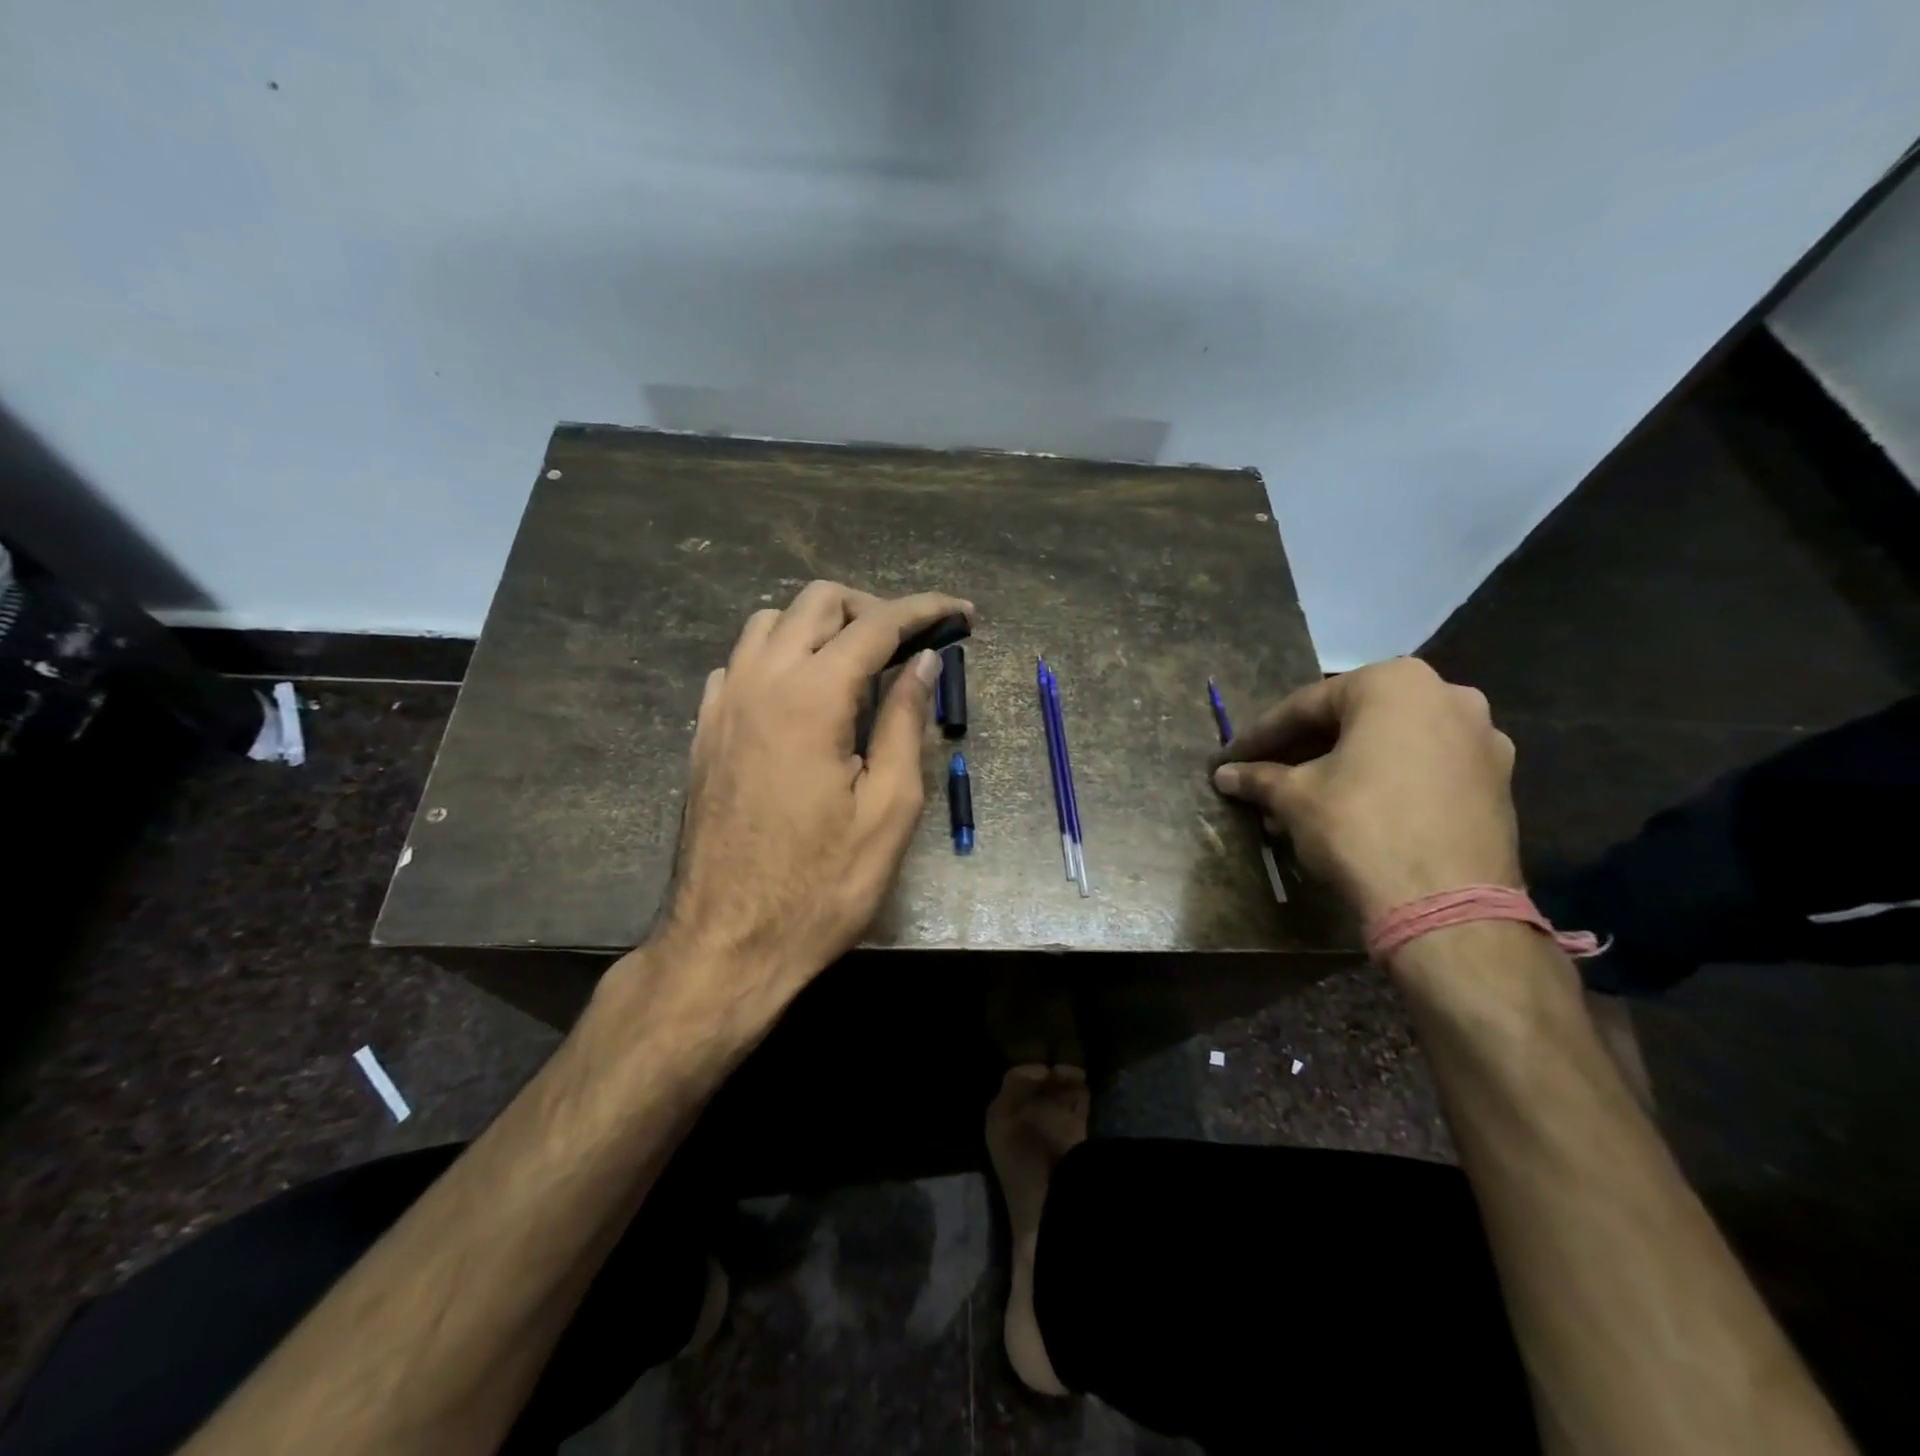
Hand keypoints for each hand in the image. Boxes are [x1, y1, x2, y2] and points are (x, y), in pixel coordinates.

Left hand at [652, 581, 971, 1008]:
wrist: (727, 944)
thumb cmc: (822, 886)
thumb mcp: (889, 809)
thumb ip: (904, 721)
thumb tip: (924, 662)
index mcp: (811, 697)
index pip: (876, 624)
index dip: (925, 610)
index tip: (963, 613)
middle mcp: (760, 682)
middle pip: (816, 602)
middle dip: (871, 608)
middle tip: (910, 645)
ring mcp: (723, 704)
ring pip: (770, 623)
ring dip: (820, 628)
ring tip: (858, 667)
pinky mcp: (705, 731)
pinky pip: (741, 663)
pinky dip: (780, 658)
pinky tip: (803, 699)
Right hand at [1211, 657, 1519, 923]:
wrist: (1447, 904)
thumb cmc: (1360, 827)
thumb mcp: (1295, 798)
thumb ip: (1259, 777)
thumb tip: (1224, 774)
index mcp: (1395, 683)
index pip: (1306, 706)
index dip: (1261, 736)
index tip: (1232, 757)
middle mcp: (1447, 695)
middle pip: (1352, 722)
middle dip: (1303, 753)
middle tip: (1264, 778)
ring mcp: (1481, 740)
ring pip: (1389, 747)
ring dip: (1340, 770)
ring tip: (1300, 805)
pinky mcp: (1497, 783)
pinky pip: (1421, 771)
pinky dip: (1382, 784)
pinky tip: (1348, 815)